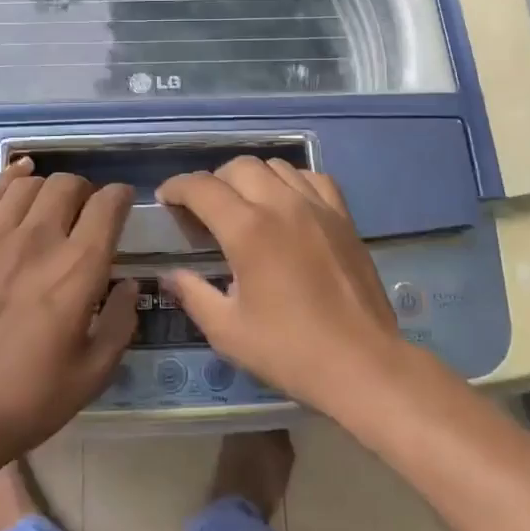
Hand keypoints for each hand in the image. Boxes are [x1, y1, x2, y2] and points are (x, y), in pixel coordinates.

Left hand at [0, 158, 137, 461]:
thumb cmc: (31, 398)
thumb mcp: (95, 371)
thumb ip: (120, 320)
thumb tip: (129, 284)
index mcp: (79, 268)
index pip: (108, 204)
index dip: (121, 197)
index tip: (123, 205)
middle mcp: (39, 239)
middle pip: (68, 184)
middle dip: (85, 191)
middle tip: (85, 213)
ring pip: (29, 184)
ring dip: (48, 189)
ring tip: (50, 207)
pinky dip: (10, 179)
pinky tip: (19, 180)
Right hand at [156, 157, 407, 415]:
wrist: (363, 364)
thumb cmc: (289, 351)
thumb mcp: (227, 331)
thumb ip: (193, 294)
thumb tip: (170, 274)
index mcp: (247, 230)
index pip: (202, 187)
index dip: (177, 187)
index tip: (166, 199)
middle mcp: (281, 205)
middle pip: (238, 167)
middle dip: (213, 181)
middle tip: (204, 210)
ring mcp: (317, 207)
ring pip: (276, 166)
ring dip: (251, 177)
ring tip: (244, 204)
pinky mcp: (343, 217)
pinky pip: (312, 178)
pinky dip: (291, 181)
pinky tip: (287, 204)